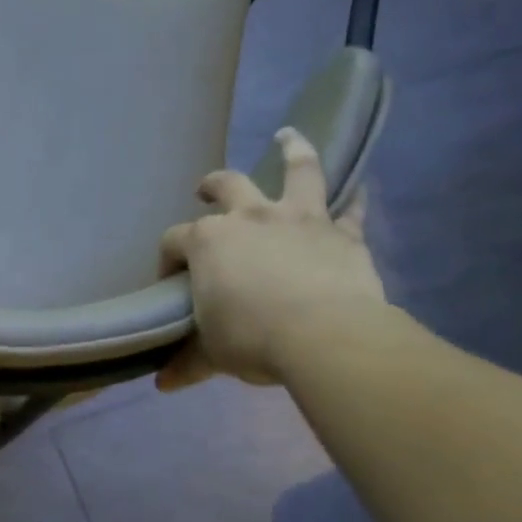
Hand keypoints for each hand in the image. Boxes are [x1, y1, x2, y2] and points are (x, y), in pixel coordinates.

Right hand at [154, 127, 385, 390]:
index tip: (170, 282)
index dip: (167, 259)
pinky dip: (355, 197)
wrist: (325, 337)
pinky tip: (359, 187)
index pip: (174, 241)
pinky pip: (352, 207)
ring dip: (292, 151)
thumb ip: (187, 363)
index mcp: (208, 242)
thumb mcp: (211, 354)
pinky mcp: (342, 232)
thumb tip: (162, 385)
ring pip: (296, 171)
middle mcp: (249, 218)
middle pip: (226, 186)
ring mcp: (299, 219)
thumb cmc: (252, 339)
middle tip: (205, 189)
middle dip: (211, 185)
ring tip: (288, 136)